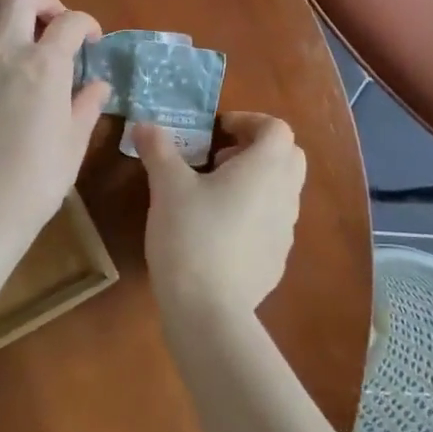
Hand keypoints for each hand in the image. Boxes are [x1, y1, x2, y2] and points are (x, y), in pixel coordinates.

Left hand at [0, 0, 107, 253]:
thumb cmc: (37, 178)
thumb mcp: (74, 141)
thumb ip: (87, 104)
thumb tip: (98, 85)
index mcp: (45, 64)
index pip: (70, 23)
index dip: (87, 24)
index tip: (92, 38)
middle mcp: (5, 49)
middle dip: (44, 1)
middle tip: (54, 22)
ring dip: (4, 10)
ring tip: (16, 31)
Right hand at [134, 112, 306, 320]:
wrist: (208, 309)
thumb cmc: (190, 235)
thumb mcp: (167, 186)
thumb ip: (158, 149)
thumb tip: (143, 125)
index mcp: (265, 168)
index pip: (277, 128)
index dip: (250, 121)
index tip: (219, 130)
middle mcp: (285, 194)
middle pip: (289, 157)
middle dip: (258, 149)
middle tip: (221, 159)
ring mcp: (287, 230)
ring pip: (282, 190)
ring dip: (257, 182)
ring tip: (215, 195)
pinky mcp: (278, 259)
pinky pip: (273, 223)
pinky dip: (255, 214)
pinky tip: (220, 232)